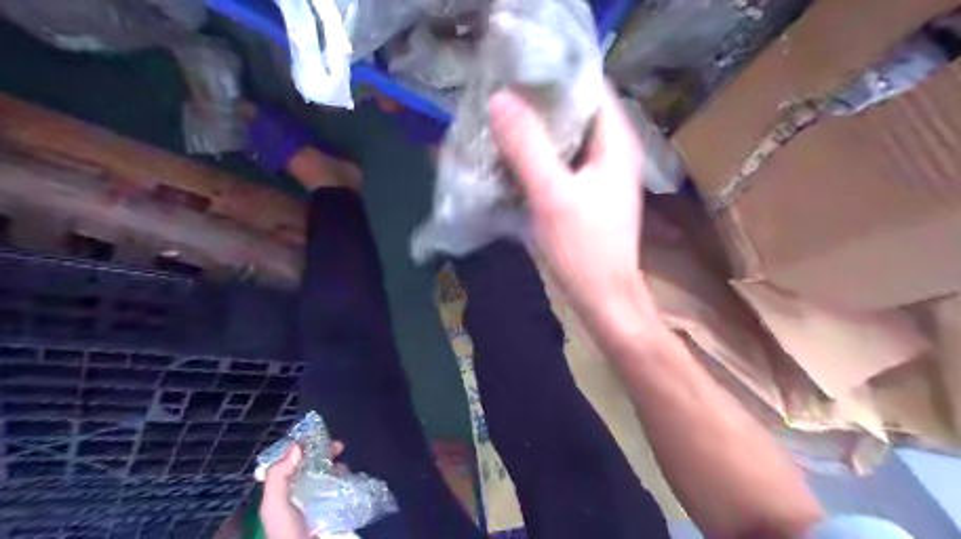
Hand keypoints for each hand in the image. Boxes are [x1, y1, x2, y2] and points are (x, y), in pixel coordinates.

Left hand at [260, 441, 344, 535]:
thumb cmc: (287, 535)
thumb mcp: (274, 506)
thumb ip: (279, 477)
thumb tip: (296, 446)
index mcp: (280, 494)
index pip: (289, 464)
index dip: (302, 448)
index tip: (317, 436)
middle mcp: (298, 496)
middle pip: (311, 467)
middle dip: (324, 454)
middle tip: (339, 446)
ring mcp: (316, 504)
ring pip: (327, 476)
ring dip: (337, 467)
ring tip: (346, 465)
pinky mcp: (333, 512)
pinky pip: (340, 490)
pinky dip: (347, 482)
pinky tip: (352, 479)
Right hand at [492, 86, 657, 328]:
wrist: (602, 297)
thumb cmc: (584, 249)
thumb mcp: (552, 196)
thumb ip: (527, 148)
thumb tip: (500, 99)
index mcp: (616, 142)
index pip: (591, 86)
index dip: (556, 74)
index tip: (517, 72)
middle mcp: (611, 151)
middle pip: (575, 111)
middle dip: (538, 102)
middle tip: (499, 97)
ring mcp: (598, 173)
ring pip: (565, 137)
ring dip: (534, 130)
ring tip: (498, 121)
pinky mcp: (585, 192)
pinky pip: (559, 161)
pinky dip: (536, 155)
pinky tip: (510, 157)